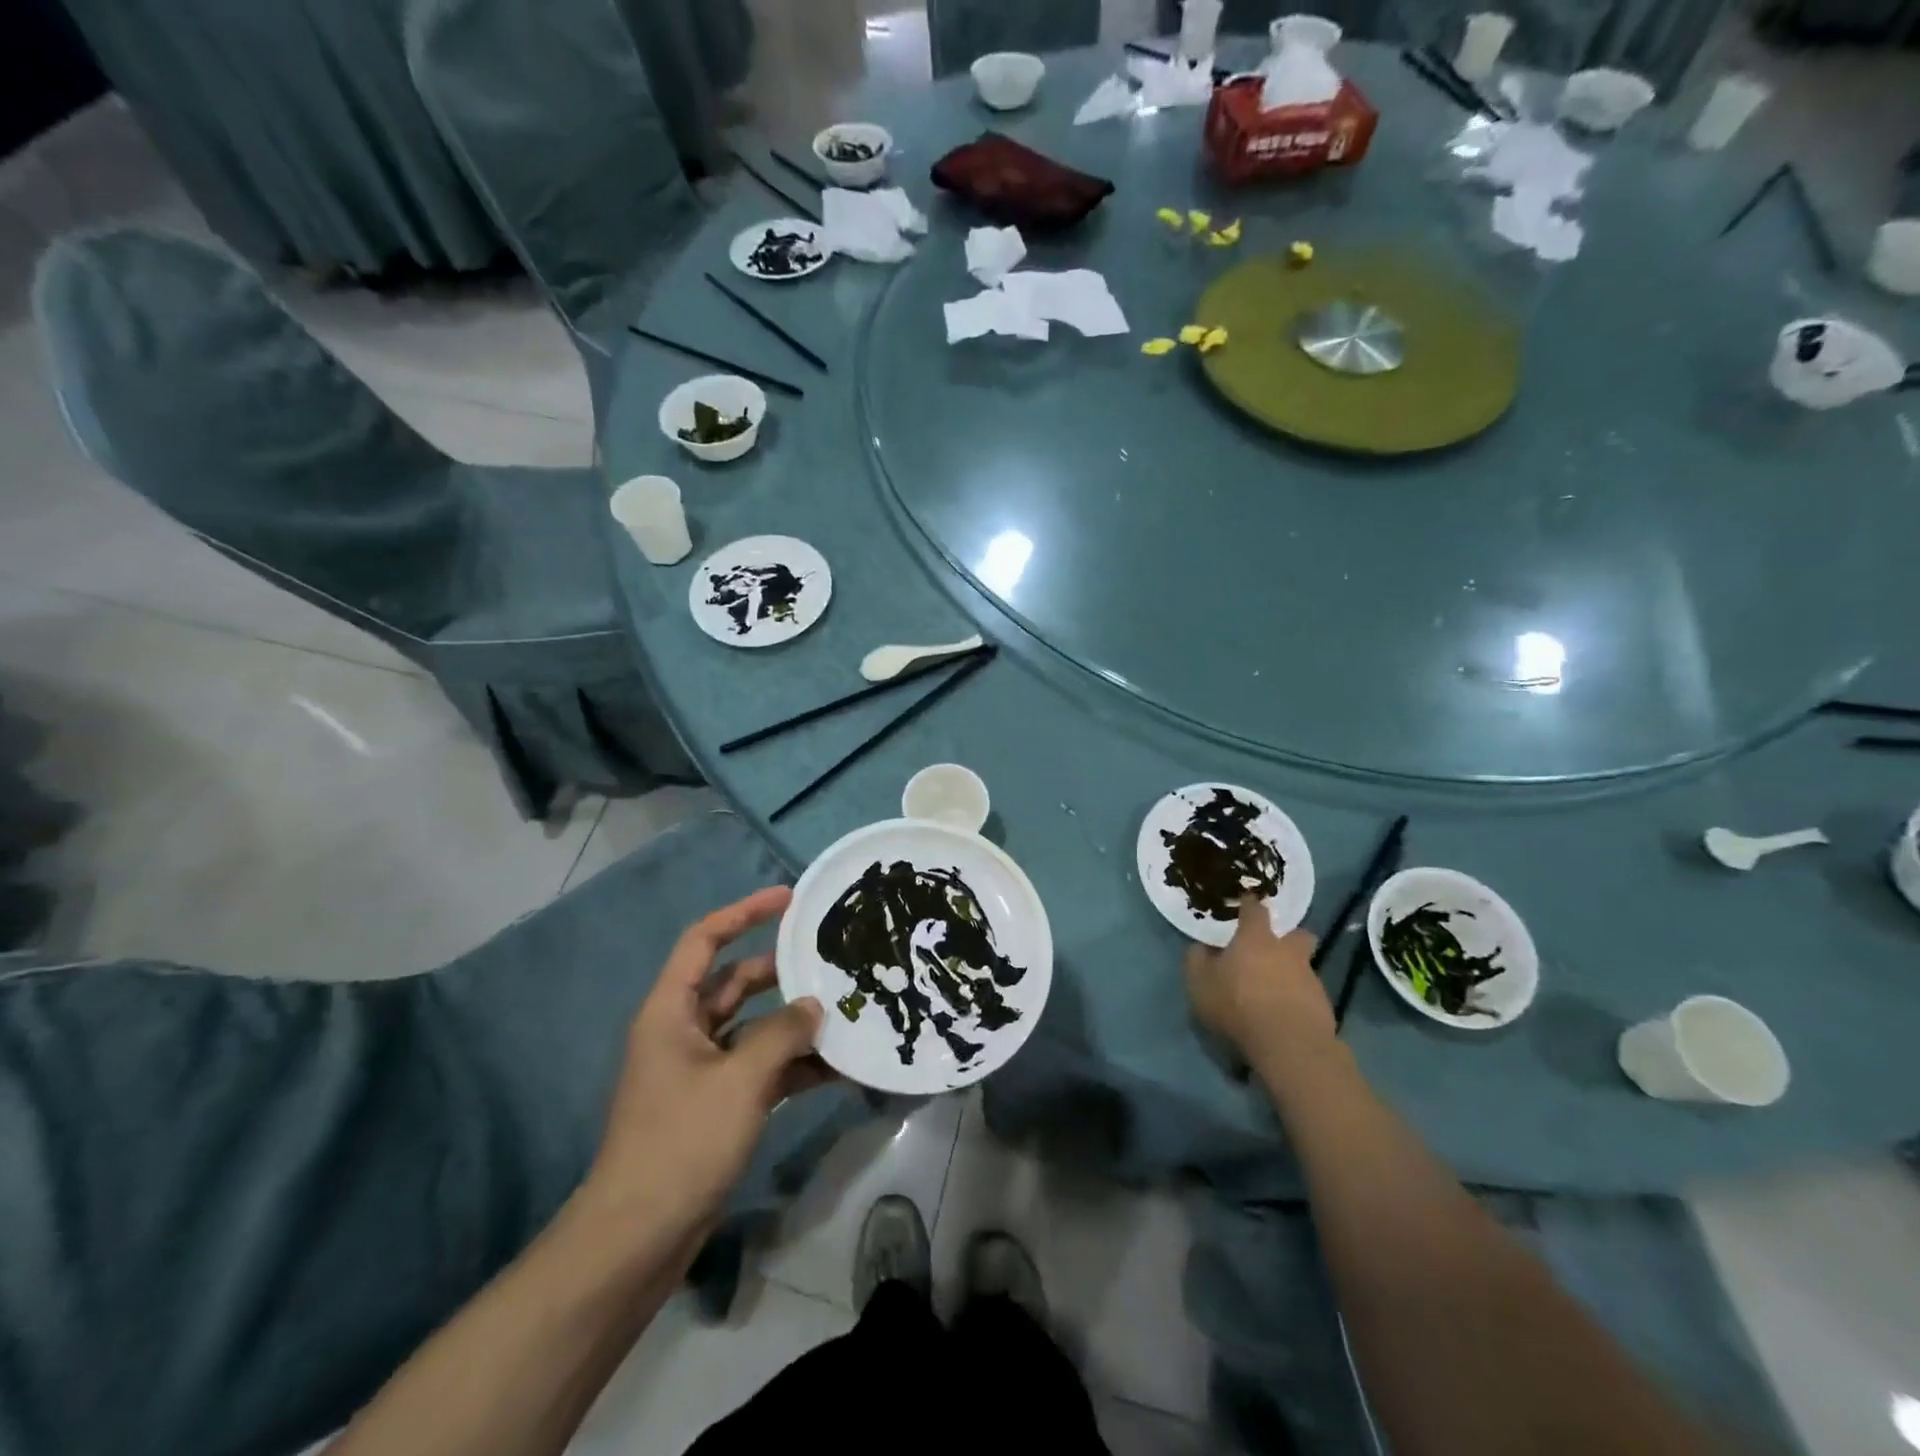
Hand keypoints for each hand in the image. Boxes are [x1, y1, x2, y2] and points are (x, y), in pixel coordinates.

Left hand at [584, 887, 832, 1235]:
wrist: (637, 1239)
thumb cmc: (681, 1143)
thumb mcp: (739, 1080)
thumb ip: (782, 1034)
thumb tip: (814, 1005)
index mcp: (671, 1010)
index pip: (705, 940)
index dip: (744, 912)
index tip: (789, 898)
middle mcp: (683, 1031)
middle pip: (734, 982)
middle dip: (780, 970)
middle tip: (829, 957)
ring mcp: (700, 1070)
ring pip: (752, 1026)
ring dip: (792, 1021)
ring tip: (843, 1010)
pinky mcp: (716, 1104)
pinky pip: (759, 1068)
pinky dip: (792, 1064)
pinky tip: (835, 1067)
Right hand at [1184, 898, 1332, 1059]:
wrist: (1289, 1046)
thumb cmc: (1238, 1005)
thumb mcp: (1200, 983)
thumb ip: (1197, 960)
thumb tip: (1201, 947)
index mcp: (1256, 939)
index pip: (1255, 910)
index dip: (1250, 904)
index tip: (1246, 902)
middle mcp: (1287, 952)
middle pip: (1297, 934)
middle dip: (1289, 937)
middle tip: (1274, 949)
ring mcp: (1310, 978)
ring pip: (1304, 966)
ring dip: (1291, 973)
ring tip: (1274, 992)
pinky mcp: (1324, 1006)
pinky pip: (1309, 995)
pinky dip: (1298, 1000)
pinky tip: (1285, 1016)